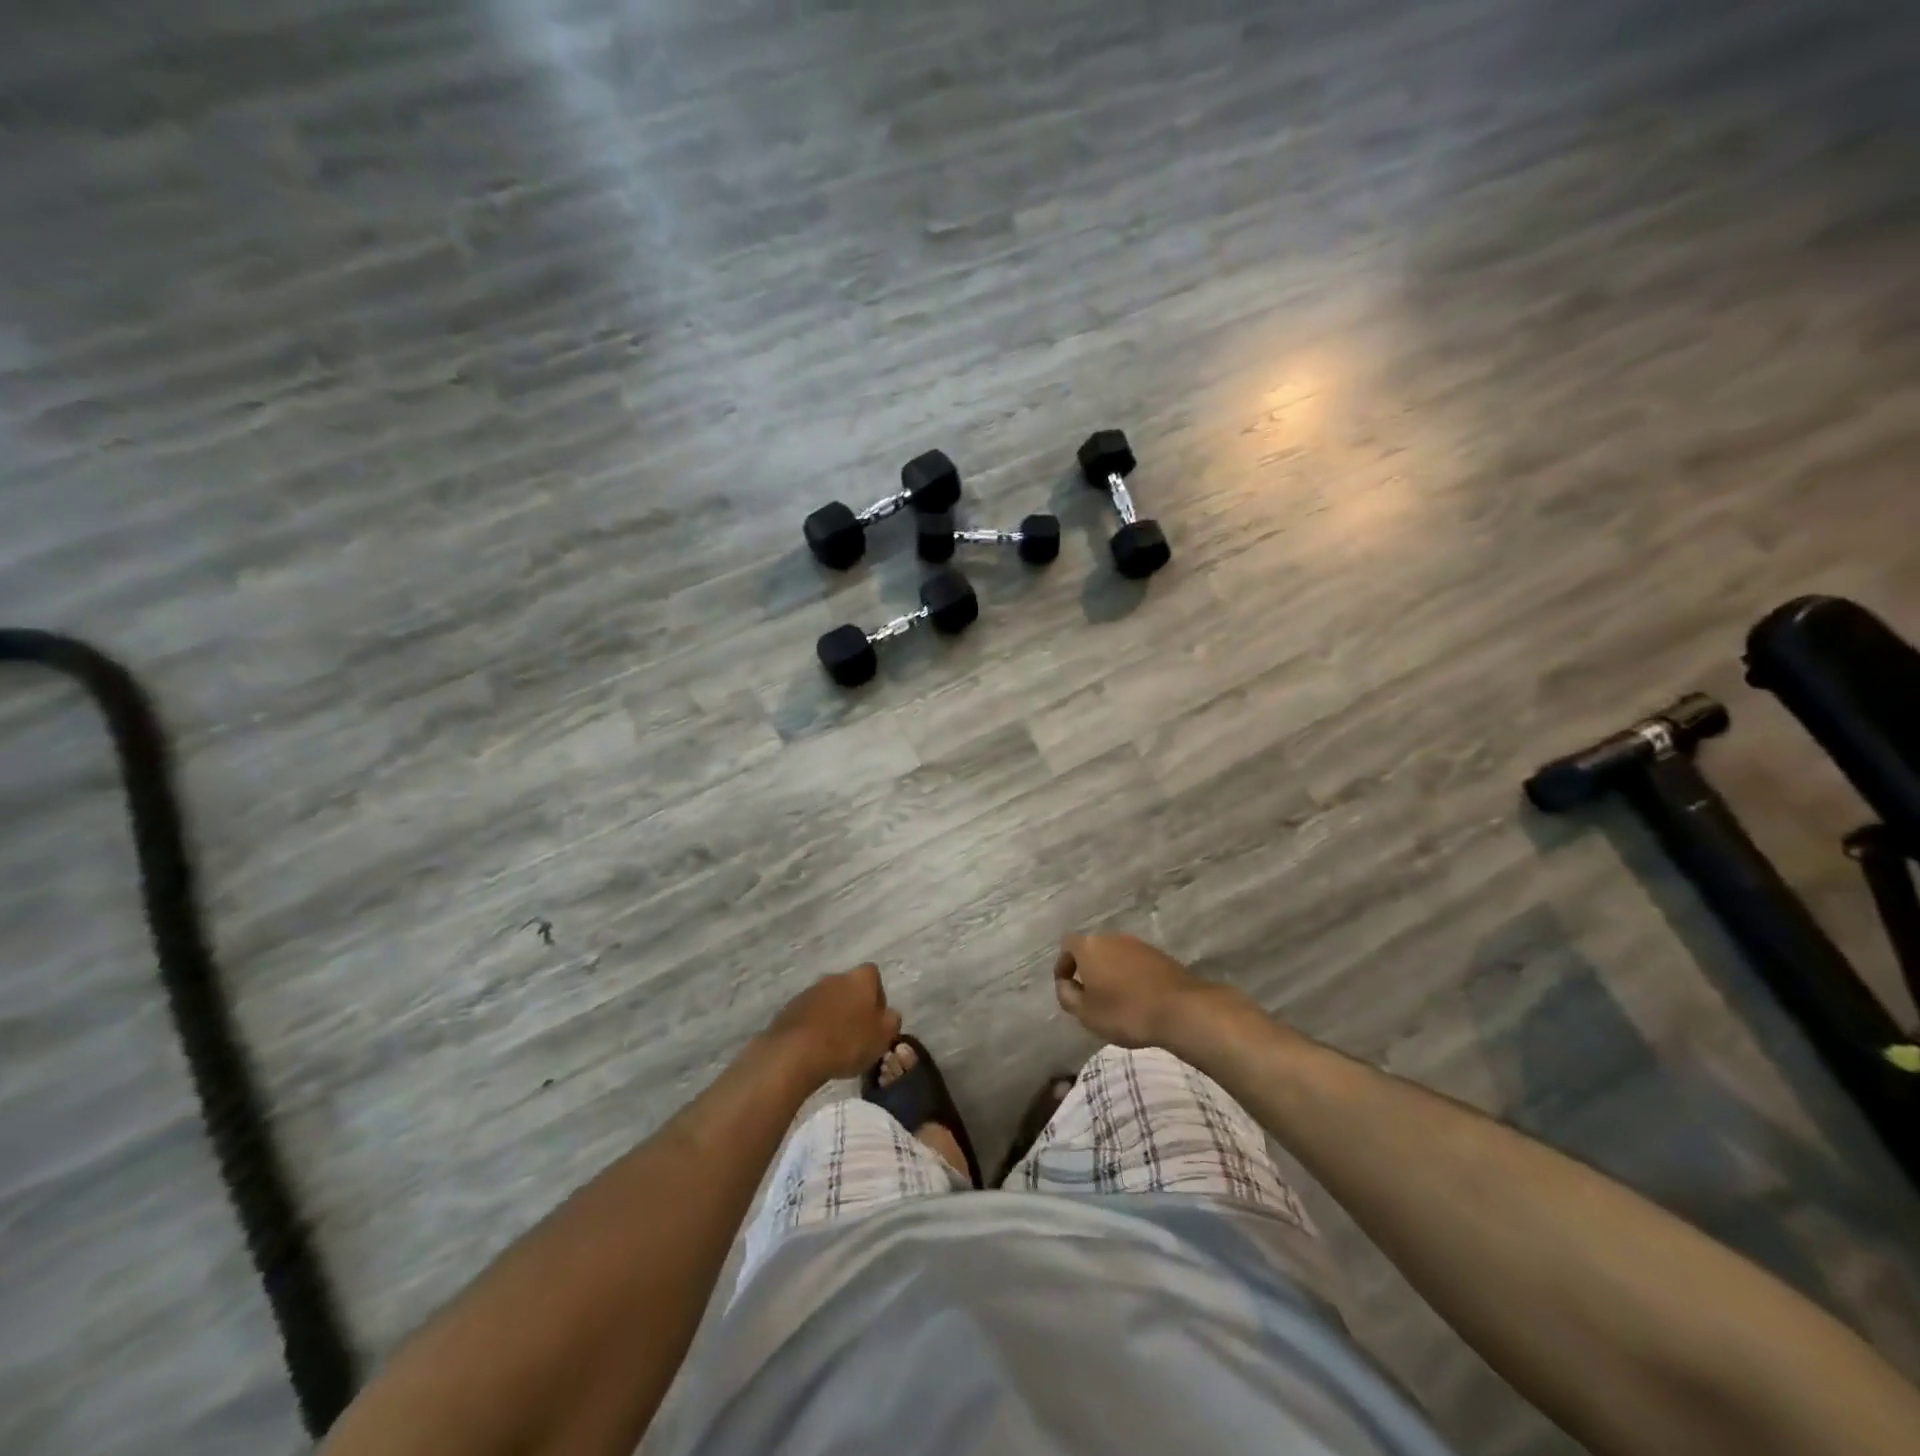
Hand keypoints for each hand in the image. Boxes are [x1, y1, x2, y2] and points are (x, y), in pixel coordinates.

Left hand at [766, 963, 901, 1081]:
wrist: (795, 1053)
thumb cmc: (847, 1042)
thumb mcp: (883, 1037)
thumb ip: (892, 1021)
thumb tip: (889, 1014)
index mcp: (860, 978)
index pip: (873, 975)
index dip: (877, 995)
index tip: (876, 1019)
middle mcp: (835, 977)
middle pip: (850, 987)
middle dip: (854, 1006)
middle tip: (857, 1034)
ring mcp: (810, 991)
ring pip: (829, 1000)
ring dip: (833, 1016)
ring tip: (835, 1045)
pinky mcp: (790, 1008)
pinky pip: (809, 1014)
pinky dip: (814, 1026)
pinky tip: (815, 1048)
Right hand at [1053, 933, 1211, 1047]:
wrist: (1180, 1009)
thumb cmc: (1125, 1012)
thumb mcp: (1086, 1013)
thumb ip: (1067, 996)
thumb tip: (1065, 984)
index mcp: (1089, 947)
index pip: (1067, 945)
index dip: (1064, 964)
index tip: (1067, 985)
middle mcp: (1112, 938)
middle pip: (1092, 948)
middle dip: (1088, 968)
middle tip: (1090, 994)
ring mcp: (1138, 944)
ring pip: (1115, 955)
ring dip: (1111, 971)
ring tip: (1115, 998)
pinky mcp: (1159, 955)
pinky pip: (1135, 962)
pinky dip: (1131, 975)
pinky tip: (1138, 997)